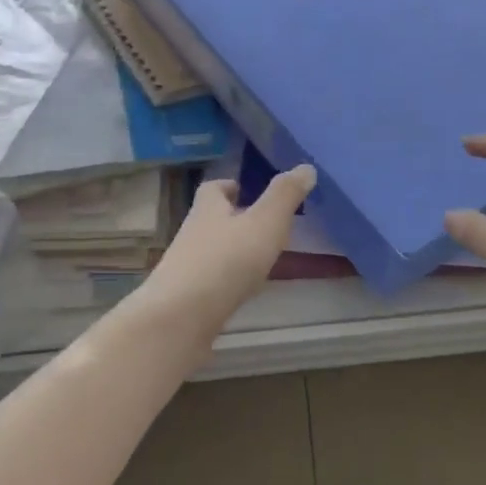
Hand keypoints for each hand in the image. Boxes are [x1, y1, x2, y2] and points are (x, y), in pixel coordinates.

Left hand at [139, 165, 316, 330]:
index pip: (214, 189)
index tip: (245, 189)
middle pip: (211, 220)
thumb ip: (285, 196)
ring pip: (211, 251)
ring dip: (231, 251)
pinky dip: (227, 281)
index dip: (229, 187)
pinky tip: (244, 291)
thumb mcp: (264, 223)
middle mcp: (193, 234)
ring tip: (260, 259)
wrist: (180, 318)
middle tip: (262, 225)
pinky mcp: (187, 299)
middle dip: (233, 219)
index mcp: (208, 210)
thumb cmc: (225, 261)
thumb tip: (305, 167)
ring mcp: (186, 268)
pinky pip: (210, 282)